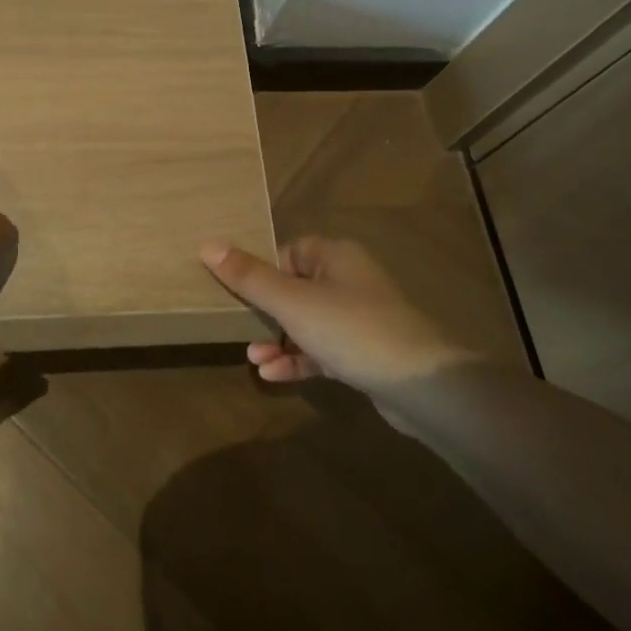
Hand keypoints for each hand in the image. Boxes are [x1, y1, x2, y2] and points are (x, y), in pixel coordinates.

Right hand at [201, 236, 487, 395]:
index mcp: (334, 256)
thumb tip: (208, 244)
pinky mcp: (364, 353)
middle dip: (263, 312)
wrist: (422, 385)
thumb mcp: (292, 302)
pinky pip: (321, 350)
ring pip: (306, 323)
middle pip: (293, 288)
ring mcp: (359, 318)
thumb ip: (249, 276)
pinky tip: (272, 376)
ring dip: (277, 340)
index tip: (235, 293)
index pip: (287, 253)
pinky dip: (297, 360)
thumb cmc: (351, 329)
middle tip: (238, 328)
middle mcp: (348, 280)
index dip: (260, 271)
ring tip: (253, 359)